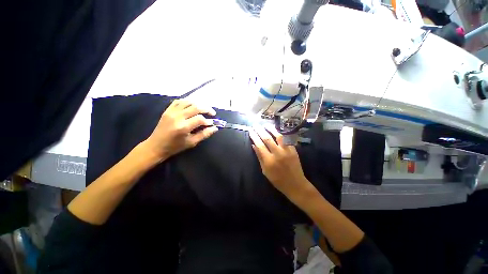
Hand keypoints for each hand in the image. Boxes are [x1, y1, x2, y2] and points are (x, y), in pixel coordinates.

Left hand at [144, 99, 217, 162]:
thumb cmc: (175, 147)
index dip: (208, 121)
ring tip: (204, 109)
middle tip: (212, 113)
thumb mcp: (192, 142)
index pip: (200, 119)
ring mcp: (171, 112)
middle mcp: (177, 117)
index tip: (212, 124)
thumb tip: (215, 128)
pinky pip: (179, 101)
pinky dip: (187, 101)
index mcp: (183, 127)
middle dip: (207, 109)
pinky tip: (192, 105)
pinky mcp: (167, 110)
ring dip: (198, 104)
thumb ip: (204, 134)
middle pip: (196, 107)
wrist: (156, 146)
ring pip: (188, 102)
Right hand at [249, 124, 312, 201]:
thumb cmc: (277, 180)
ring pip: (278, 136)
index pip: (259, 145)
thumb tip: (254, 145)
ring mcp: (287, 151)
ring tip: (265, 125)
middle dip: (260, 131)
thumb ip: (259, 157)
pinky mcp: (293, 150)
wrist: (295, 184)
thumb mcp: (265, 171)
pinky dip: (281, 133)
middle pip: (267, 139)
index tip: (251, 131)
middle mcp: (277, 154)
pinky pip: (287, 139)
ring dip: (271, 129)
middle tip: (255, 125)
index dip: (254, 137)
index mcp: (269, 161)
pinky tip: (276, 130)